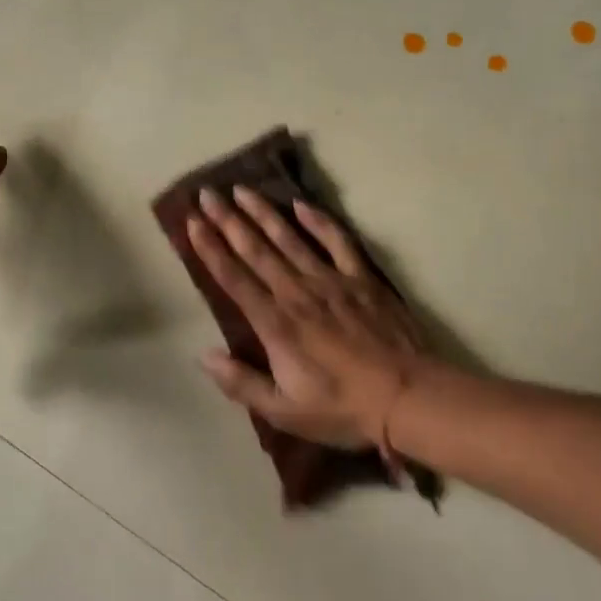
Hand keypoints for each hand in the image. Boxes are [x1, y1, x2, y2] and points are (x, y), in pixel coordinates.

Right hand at [186, 187, 427, 448]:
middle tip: (207, 194)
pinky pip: (337, 242)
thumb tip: (204, 356)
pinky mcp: (361, 279)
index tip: (192, 222)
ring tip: (242, 190)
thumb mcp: (284, 411)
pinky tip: (301, 204)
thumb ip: (241, 383)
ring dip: (263, 213)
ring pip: (289, 239)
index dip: (210, 249)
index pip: (234, 278)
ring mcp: (331, 281)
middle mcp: (297, 293)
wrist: (407, 397)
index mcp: (275, 323)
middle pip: (256, 250)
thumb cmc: (342, 408)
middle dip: (228, 220)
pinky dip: (318, 221)